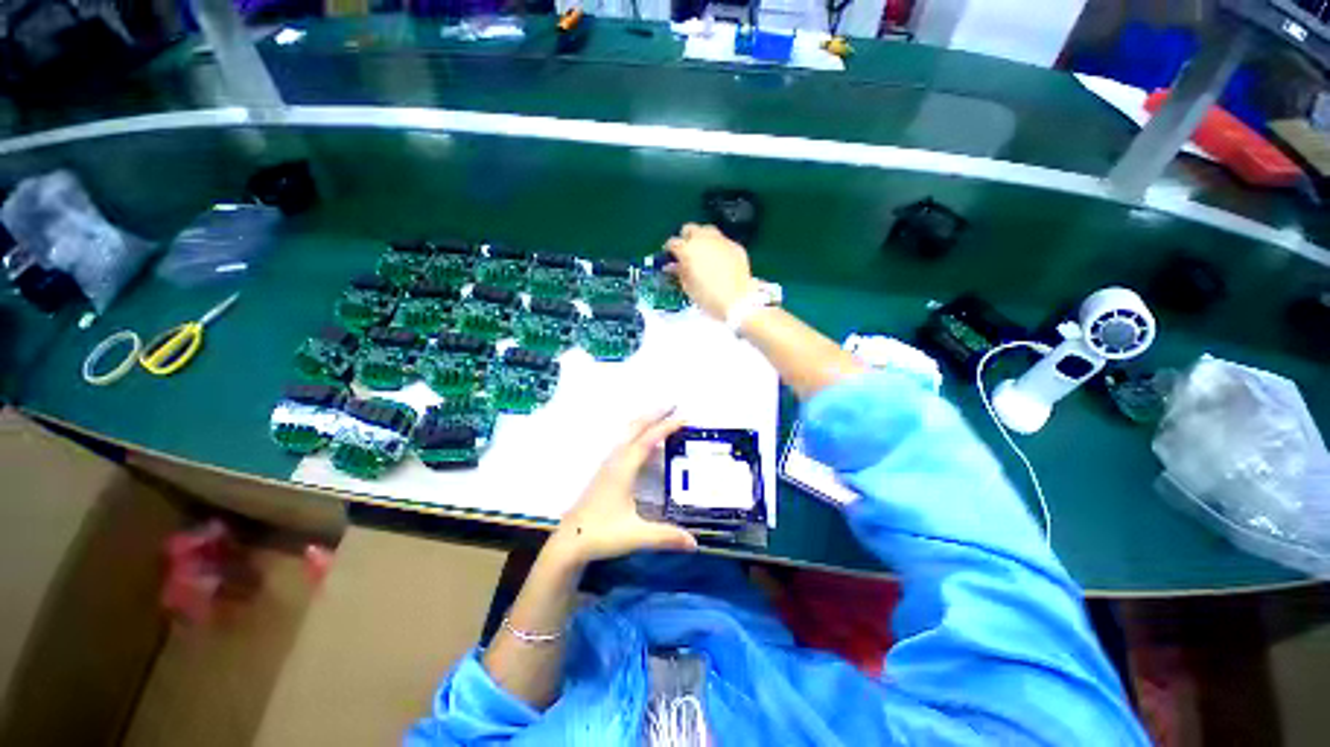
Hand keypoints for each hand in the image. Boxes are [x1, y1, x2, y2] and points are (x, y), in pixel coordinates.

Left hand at [552, 410, 698, 566]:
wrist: (569, 542)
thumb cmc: (601, 534)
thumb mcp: (636, 535)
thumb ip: (666, 537)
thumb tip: (695, 543)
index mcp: (623, 468)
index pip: (648, 440)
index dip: (666, 427)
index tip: (683, 417)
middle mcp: (615, 460)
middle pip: (635, 428)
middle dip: (654, 414)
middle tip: (672, 405)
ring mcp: (608, 464)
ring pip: (627, 433)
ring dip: (644, 422)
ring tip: (661, 416)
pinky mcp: (604, 471)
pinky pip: (624, 443)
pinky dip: (637, 434)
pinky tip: (643, 443)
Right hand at [663, 223, 756, 319]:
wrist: (738, 301)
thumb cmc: (708, 297)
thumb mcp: (688, 287)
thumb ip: (679, 272)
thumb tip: (674, 265)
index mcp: (688, 249)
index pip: (673, 242)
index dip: (669, 250)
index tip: (669, 257)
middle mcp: (704, 239)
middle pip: (690, 229)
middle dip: (686, 238)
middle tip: (686, 252)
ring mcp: (722, 240)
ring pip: (708, 231)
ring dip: (702, 239)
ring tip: (703, 254)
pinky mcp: (736, 246)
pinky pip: (723, 242)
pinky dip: (718, 248)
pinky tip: (720, 262)